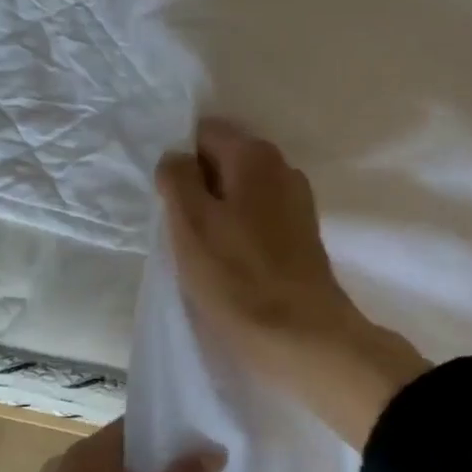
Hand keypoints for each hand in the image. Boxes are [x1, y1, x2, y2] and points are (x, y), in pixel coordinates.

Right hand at [158, 117, 430, 447]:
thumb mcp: (190, 223)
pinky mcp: (301, 235)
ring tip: (201, 250)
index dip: (180, 161)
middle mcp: (282, 168)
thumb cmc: (237, 277)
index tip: (168, 198)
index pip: (204, 133)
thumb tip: (177, 158)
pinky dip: (237, 231)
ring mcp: (296, 202)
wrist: (303, 338)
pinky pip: (256, 217)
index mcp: (254, 155)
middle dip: (197, 186)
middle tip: (179, 227)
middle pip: (223, 160)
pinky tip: (227, 262)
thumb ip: (177, 177)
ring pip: (239, 192)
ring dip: (216, 212)